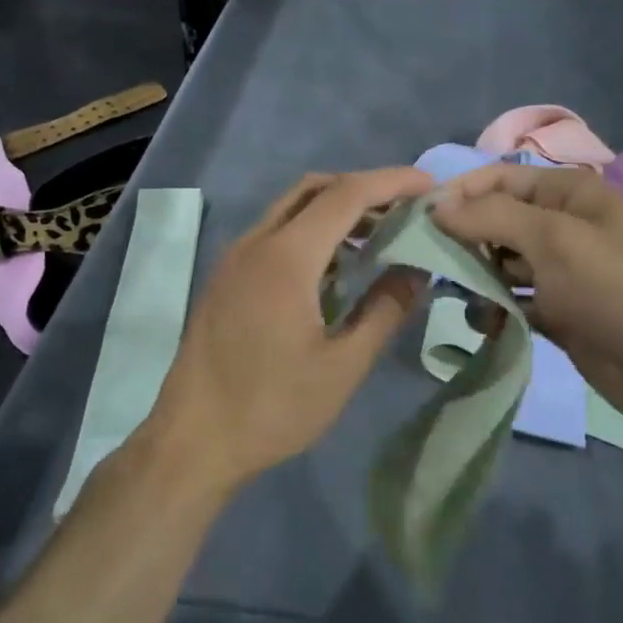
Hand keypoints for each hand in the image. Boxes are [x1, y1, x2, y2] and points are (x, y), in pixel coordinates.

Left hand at [148, 168, 432, 492]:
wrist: (192, 440)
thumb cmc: (272, 408)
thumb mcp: (342, 367)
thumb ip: (384, 311)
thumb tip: (416, 271)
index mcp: (286, 257)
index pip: (346, 195)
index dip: (392, 182)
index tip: (430, 185)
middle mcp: (256, 243)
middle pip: (315, 189)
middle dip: (364, 188)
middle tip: (407, 209)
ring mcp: (235, 258)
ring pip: (291, 208)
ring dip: (336, 209)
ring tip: (380, 235)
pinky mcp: (226, 277)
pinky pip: (275, 233)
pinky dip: (311, 231)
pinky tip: (336, 266)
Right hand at [432, 163, 622, 434]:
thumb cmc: (615, 289)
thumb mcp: (552, 240)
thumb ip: (490, 216)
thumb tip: (436, 206)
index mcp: (568, 192)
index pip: (498, 177)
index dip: (459, 193)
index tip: (419, 220)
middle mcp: (562, 224)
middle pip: (495, 219)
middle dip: (464, 239)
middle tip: (434, 264)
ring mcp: (560, 269)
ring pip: (500, 261)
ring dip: (477, 277)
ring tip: (461, 297)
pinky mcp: (558, 310)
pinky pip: (512, 299)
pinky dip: (496, 309)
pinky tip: (488, 324)